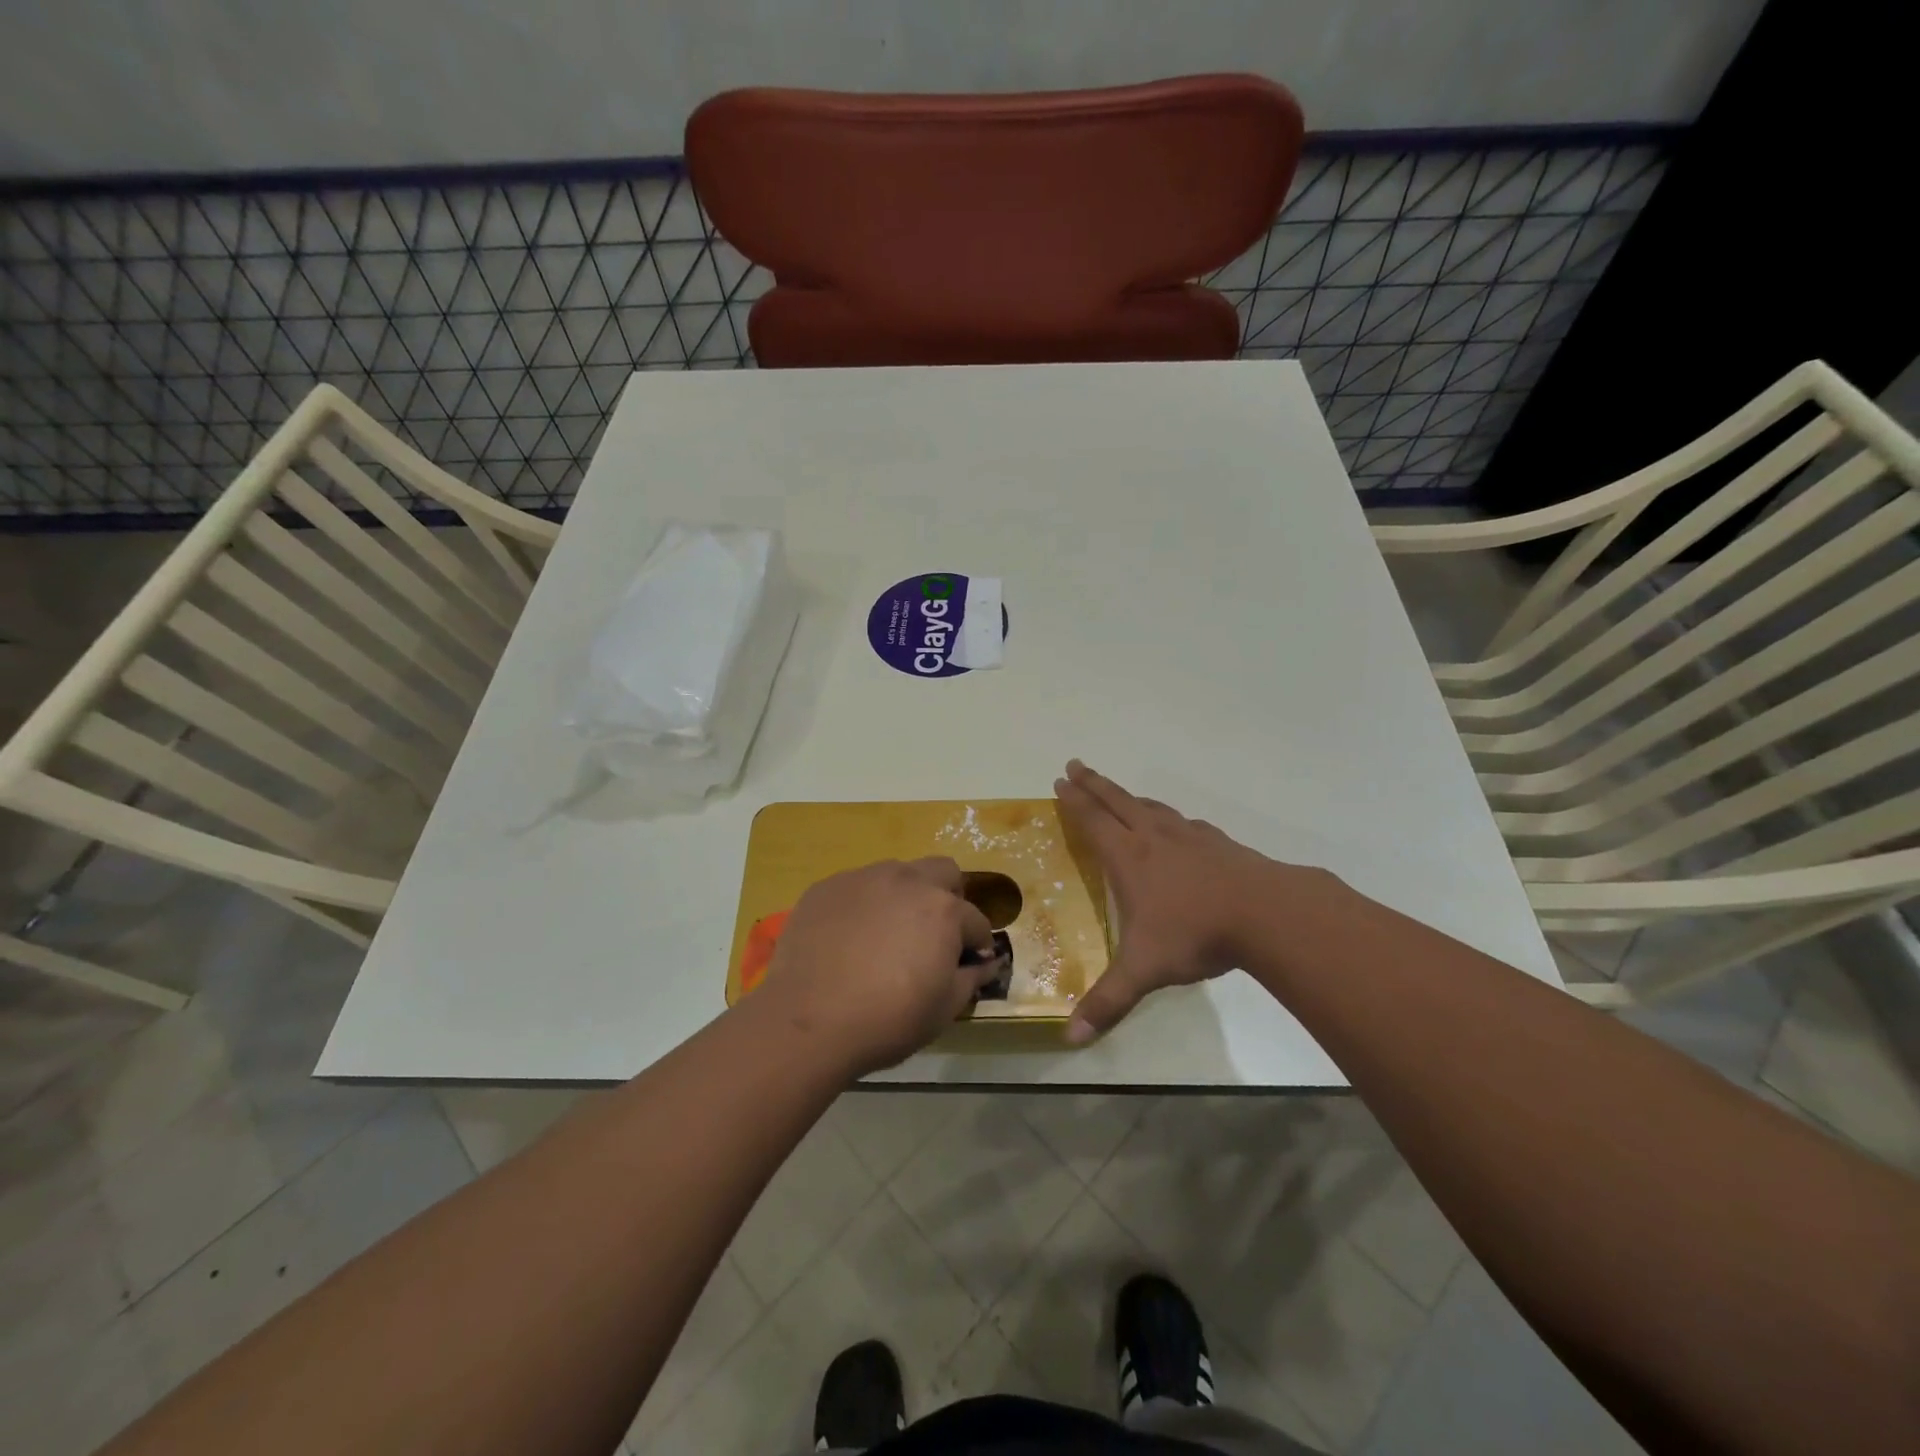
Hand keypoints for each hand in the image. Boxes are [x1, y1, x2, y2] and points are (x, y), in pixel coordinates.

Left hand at [752, 858, 998, 1074]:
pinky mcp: (826, 887)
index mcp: (943, 910)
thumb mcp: (944, 1009)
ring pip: (897, 874)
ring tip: (887, 935)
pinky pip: (856, 887)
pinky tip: (849, 939)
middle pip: (942, 872)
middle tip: (934, 934)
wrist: (808, 1022)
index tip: (969, 962)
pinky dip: (863, 906)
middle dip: (948, 897)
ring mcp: (863, 879)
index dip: (976, 944)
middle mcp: (907, 881)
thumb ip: (972, 978)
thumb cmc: (887, 1020)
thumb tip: (988, 962)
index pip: (975, 920)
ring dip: (904, 897)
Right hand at [1055, 760, 1319, 1043]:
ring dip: (1130, 797)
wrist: (1266, 913)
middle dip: (1094, 783)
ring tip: (1121, 793)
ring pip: (1152, 808)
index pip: (1093, 821)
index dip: (1074, 801)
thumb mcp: (1144, 970)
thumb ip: (1108, 1002)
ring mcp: (1190, 837)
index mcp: (1129, 859)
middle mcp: (1155, 838)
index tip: (1060, 780)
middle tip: (1075, 765)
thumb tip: (1070, 1039)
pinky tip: (1178, 827)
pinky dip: (1170, 818)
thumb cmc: (1195, 934)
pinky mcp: (1220, 844)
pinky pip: (1185, 823)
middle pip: (1117, 801)